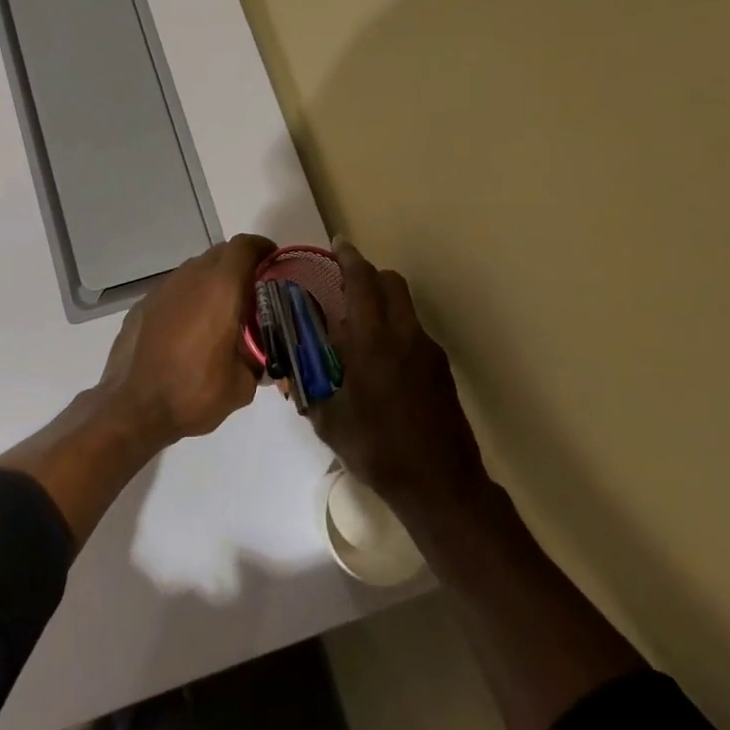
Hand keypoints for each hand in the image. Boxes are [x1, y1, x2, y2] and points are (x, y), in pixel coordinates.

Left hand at [96, 233, 273, 448]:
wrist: (131, 407)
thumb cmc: (192, 393)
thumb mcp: (241, 385)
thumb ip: (257, 361)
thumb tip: (261, 357)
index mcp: (220, 288)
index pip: (244, 246)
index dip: (262, 249)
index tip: (274, 263)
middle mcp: (190, 277)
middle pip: (221, 253)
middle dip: (240, 265)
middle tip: (254, 293)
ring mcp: (163, 288)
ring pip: (196, 270)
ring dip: (213, 282)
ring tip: (222, 314)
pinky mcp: (143, 303)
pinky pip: (175, 289)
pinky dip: (189, 298)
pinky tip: (189, 329)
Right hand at [310, 238, 488, 514]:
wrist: (441, 485)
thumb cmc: (377, 449)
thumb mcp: (329, 421)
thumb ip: (308, 391)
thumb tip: (288, 378)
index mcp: (373, 340)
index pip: (362, 281)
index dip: (349, 258)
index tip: (337, 244)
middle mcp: (404, 335)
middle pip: (391, 282)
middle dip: (368, 275)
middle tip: (344, 287)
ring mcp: (428, 351)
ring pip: (405, 307)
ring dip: (382, 304)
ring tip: (358, 331)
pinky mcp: (441, 370)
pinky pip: (414, 333)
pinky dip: (395, 331)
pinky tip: (380, 365)